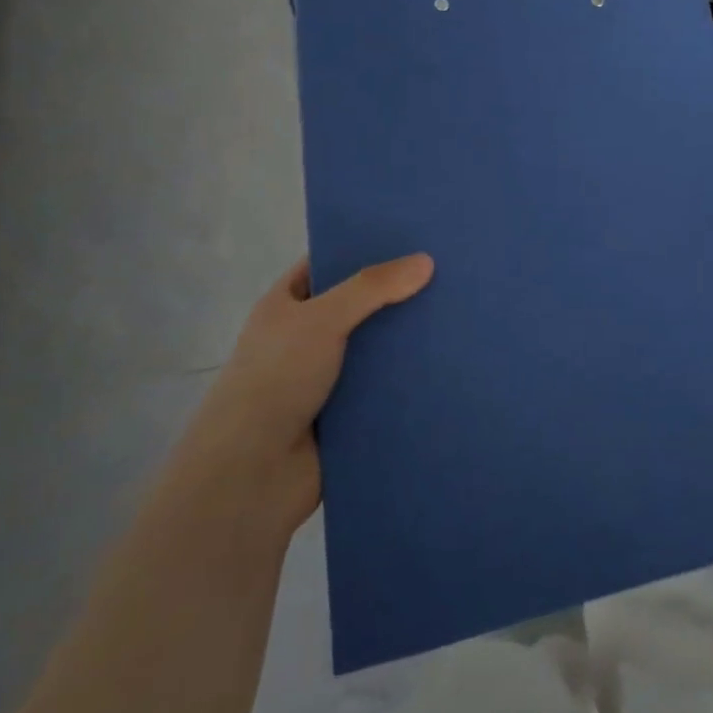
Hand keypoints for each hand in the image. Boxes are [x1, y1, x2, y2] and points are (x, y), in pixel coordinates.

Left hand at [180, 254, 433, 535]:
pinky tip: (451, 361)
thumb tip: (426, 260)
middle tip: (451, 272)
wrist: (252, 476)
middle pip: (360, 306)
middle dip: (399, 294)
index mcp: (287, 307)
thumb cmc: (274, 381)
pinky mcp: (349, 413)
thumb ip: (372, 287)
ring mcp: (328, 378)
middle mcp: (306, 338)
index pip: (328, 265)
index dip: (363, 249)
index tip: (411, 237)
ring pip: (377, 347)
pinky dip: (411, 378)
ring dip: (409, 339)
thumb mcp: (321, 319)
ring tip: (460, 313)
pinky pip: (387, 386)